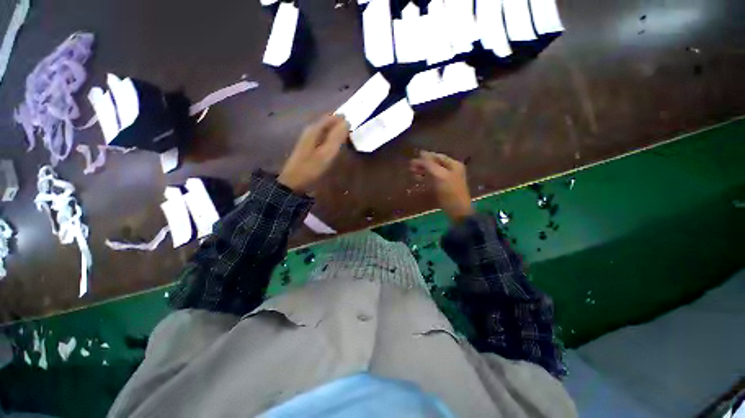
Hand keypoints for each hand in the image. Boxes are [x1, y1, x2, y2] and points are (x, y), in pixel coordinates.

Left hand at [278, 115, 349, 192]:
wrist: (293, 181)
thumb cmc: (311, 167)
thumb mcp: (327, 153)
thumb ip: (337, 137)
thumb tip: (347, 121)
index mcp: (314, 129)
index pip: (331, 117)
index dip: (343, 119)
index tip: (355, 123)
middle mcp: (311, 130)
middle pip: (328, 122)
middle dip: (340, 124)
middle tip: (353, 131)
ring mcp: (308, 138)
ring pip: (326, 130)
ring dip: (336, 132)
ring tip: (348, 138)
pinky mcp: (309, 147)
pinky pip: (323, 137)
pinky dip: (331, 139)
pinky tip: (336, 146)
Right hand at [410, 151, 473, 221]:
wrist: (457, 210)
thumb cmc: (449, 191)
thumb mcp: (439, 175)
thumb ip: (430, 164)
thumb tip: (421, 153)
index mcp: (453, 165)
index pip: (438, 156)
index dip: (427, 156)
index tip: (415, 156)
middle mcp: (451, 170)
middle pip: (435, 164)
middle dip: (423, 164)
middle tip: (410, 165)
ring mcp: (447, 179)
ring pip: (432, 172)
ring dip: (422, 171)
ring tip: (411, 171)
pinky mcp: (442, 188)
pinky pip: (432, 179)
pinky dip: (424, 178)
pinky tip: (417, 178)